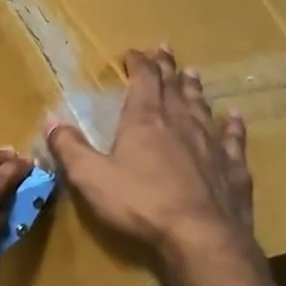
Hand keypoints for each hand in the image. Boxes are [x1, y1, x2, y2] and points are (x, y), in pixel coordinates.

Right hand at [46, 47, 255, 275]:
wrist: (200, 236)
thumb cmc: (139, 203)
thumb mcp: (90, 177)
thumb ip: (69, 148)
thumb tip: (50, 120)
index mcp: (145, 121)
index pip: (143, 81)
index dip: (138, 64)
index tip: (133, 52)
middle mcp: (180, 123)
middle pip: (174, 88)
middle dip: (167, 68)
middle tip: (165, 49)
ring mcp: (211, 144)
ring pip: (202, 107)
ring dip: (195, 90)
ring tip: (193, 74)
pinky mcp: (233, 167)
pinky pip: (233, 138)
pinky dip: (232, 125)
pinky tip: (235, 117)